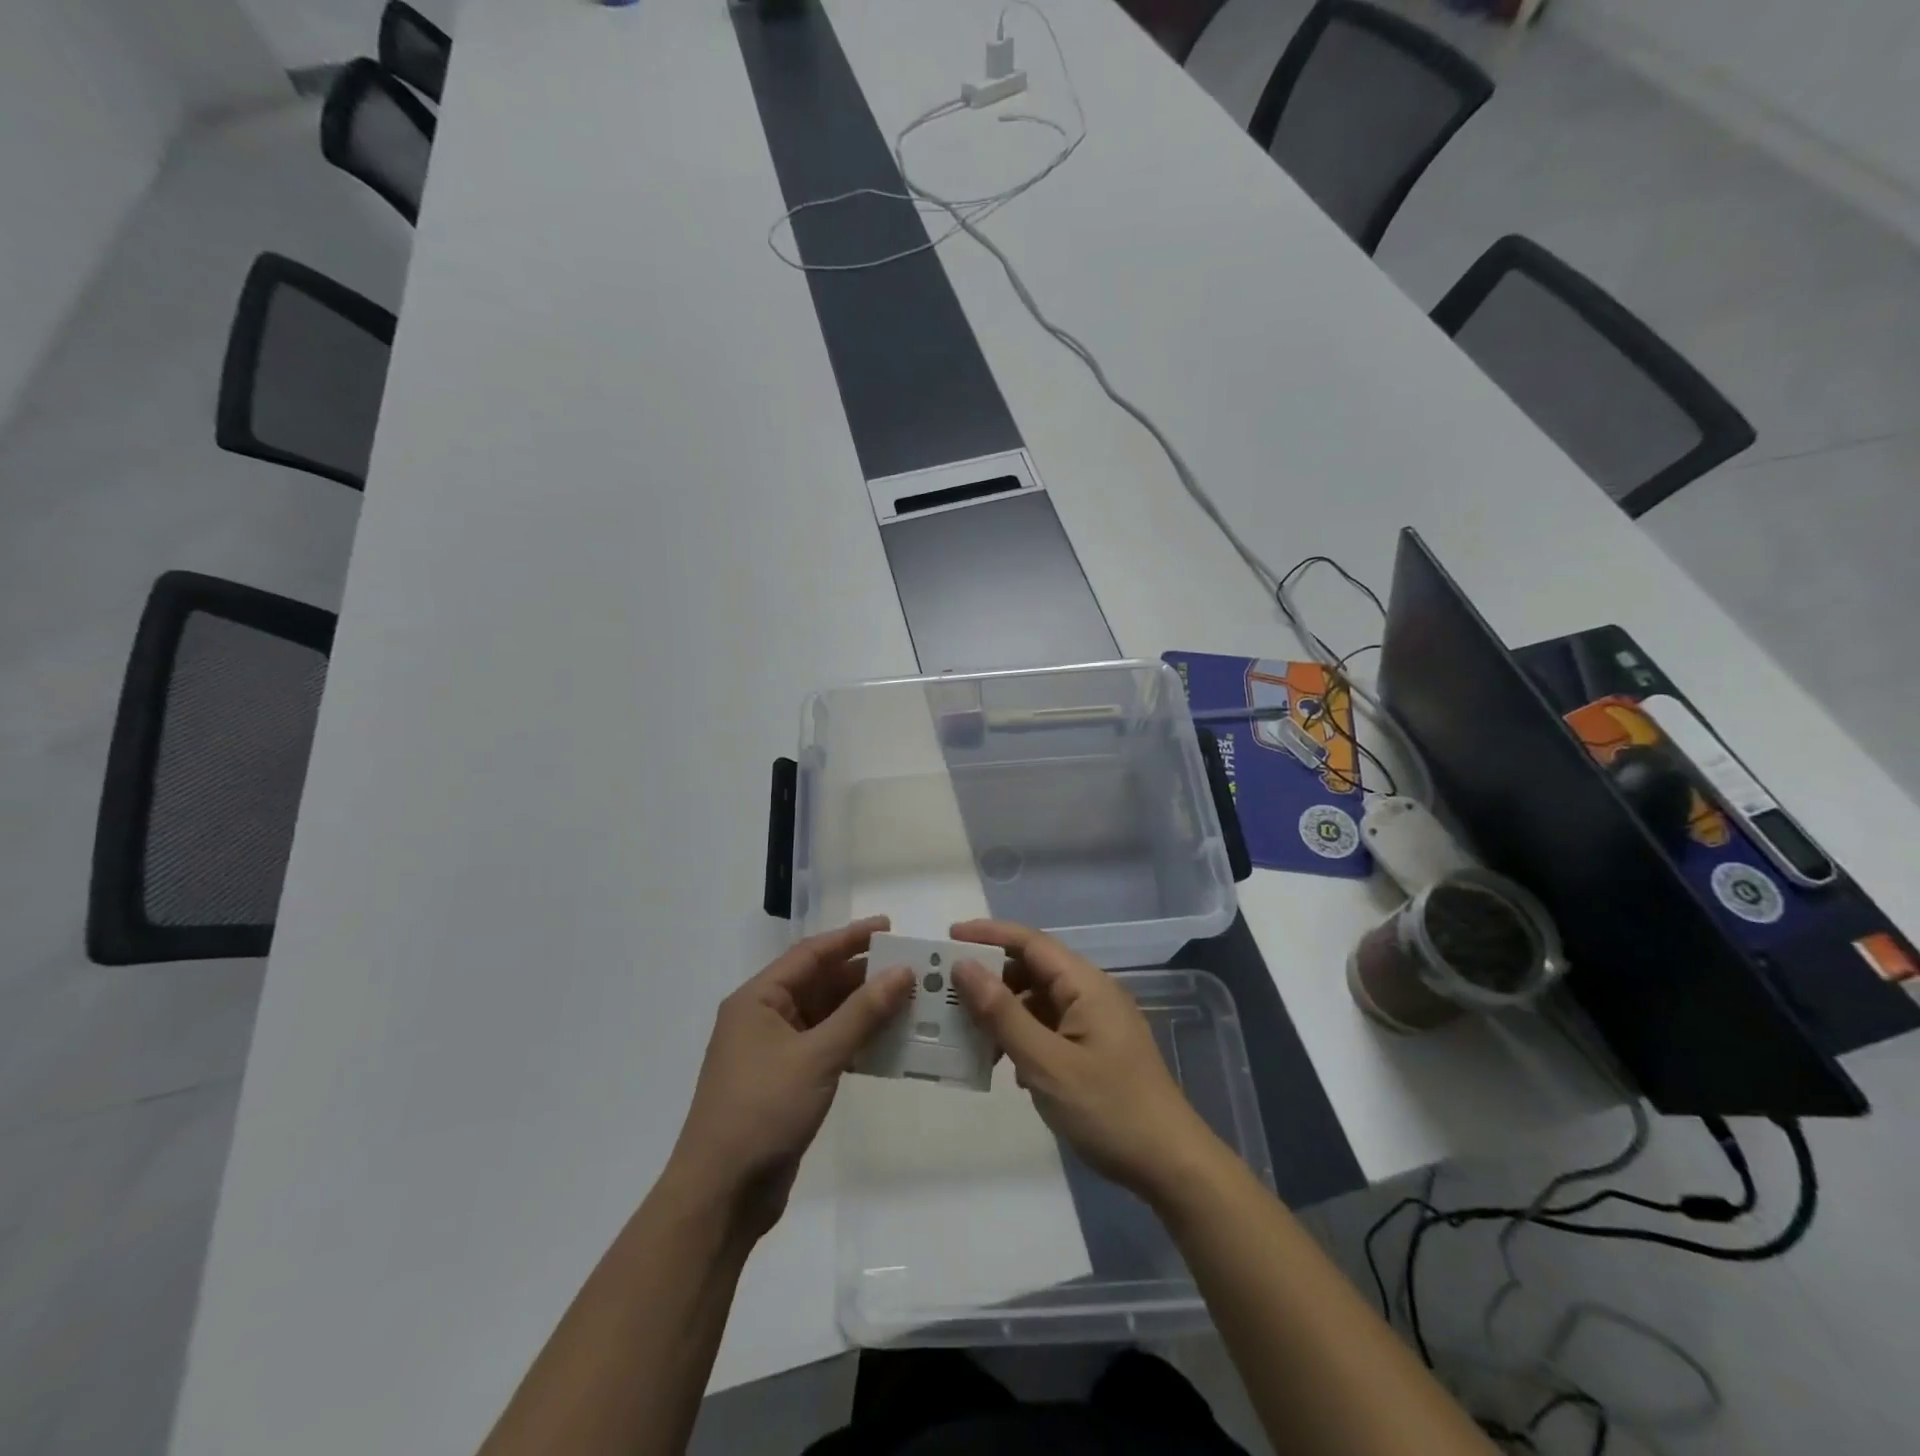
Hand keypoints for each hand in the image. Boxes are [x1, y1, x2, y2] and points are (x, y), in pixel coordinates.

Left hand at [666, 917, 911, 1237]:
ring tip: (908, 1001)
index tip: (890, 927)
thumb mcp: (817, 1056)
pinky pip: (827, 1047)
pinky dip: (856, 1042)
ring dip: (863, 1010)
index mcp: (758, 999)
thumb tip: (902, 972)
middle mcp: (764, 1018)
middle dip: (862, 975)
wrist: (721, 1196)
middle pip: (819, 983)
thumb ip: (862, 1013)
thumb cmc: (763, 1111)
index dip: (851, 938)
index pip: (811, 954)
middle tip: (909, 968)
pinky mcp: (787, 1083)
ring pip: (826, 1017)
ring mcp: (774, 1052)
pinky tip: (889, 1043)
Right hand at [950, 920, 1224, 1203]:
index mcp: (1085, 984)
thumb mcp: (1046, 1064)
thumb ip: (1003, 1014)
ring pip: (1038, 1000)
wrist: (1170, 1165)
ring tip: (964, 1028)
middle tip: (945, 989)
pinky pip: (1049, 1026)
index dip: (988, 934)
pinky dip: (1022, 1034)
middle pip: (1032, 969)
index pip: (1030, 942)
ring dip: (1003, 1010)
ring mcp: (1095, 1022)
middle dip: (990, 976)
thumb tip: (964, 966)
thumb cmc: (1108, 1109)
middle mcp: (1091, 993)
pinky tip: (1001, 1062)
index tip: (947, 937)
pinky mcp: (1095, 1048)